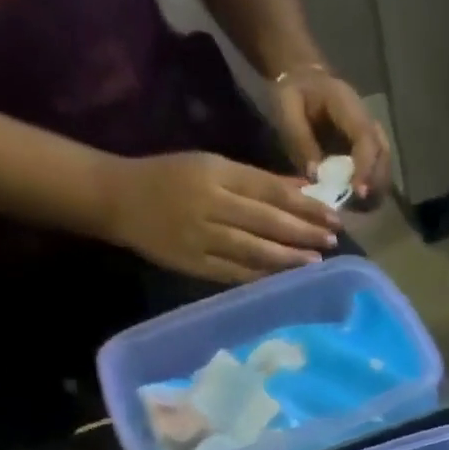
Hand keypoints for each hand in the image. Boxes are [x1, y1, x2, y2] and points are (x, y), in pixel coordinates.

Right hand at [98, 151, 339, 285]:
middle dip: (303, 231)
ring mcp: (202, 237)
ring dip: (289, 258)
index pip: (269, 190)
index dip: (304, 204)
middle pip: (266, 220)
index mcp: (215, 173)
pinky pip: (236, 274)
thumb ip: (257, 181)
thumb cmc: (170, 179)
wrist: (116, 198)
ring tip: (316, 262)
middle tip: (333, 239)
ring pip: (254, 249)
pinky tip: (286, 282)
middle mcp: (210, 203)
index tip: (332, 215)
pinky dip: (263, 278)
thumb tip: (303, 190)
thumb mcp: (211, 167)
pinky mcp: (195, 264)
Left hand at [270, 67, 391, 198]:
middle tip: (355, 205)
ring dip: (373, 192)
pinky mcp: (372, 153)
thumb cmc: (295, 93)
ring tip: (354, 206)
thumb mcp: (287, 107)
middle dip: (373, 186)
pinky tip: (355, 202)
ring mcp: (373, 138)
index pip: (366, 139)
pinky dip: (370, 192)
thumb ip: (300, 139)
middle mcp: (369, 122)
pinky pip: (378, 177)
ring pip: (385, 170)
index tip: (358, 193)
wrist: (306, 82)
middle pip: (383, 158)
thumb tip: (316, 177)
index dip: (366, 168)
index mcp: (348, 105)